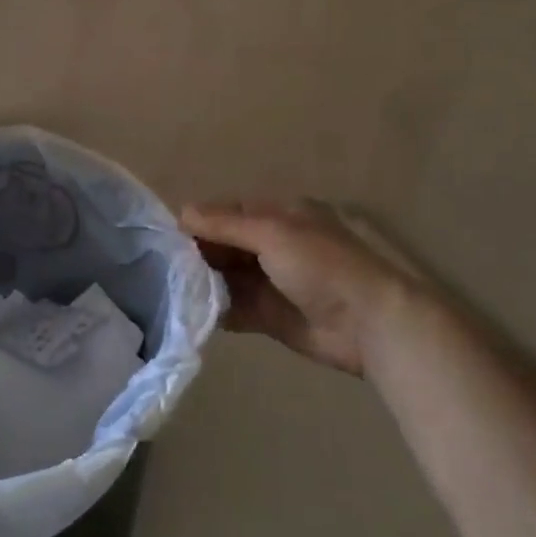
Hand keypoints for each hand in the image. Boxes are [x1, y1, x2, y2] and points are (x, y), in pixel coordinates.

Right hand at [182, 200, 418, 376]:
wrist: (370, 324)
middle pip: (226, 245)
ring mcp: (274, 282)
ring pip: (228, 276)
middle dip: (199, 254)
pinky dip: (217, 310)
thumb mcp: (273, 233)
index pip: (230, 212)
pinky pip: (236, 308)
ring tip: (171, 290)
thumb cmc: (323, 266)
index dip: (201, 222)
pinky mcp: (273, 316)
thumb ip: (225, 224)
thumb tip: (182, 212)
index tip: (167, 237)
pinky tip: (192, 313)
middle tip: (165, 267)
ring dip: (204, 282)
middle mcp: (276, 245)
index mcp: (282, 216)